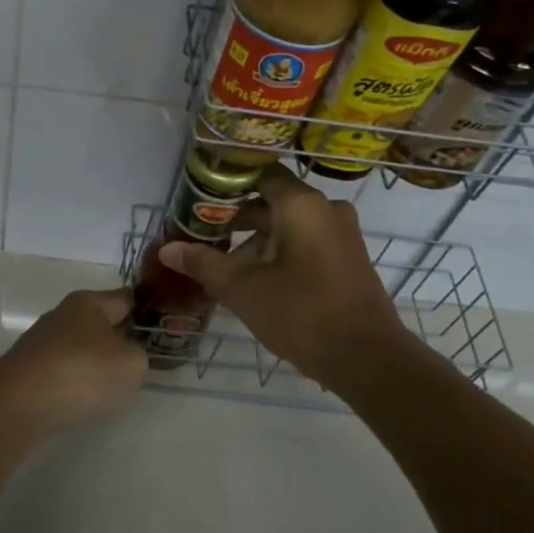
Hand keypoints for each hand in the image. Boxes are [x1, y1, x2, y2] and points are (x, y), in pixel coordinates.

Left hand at [0, 288, 148, 433]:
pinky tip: (84, 400)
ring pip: (82, 348)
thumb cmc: (82, 372)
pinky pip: (64, 371)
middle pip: (102, 323)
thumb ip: (140, 355)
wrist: (19, 404)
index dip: (147, 311)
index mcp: (89, 302)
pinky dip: (76, 382)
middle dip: (121, 339)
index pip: (126, 298)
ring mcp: (42, 342)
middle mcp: (63, 314)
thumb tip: (128, 355)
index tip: (164, 327)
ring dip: (98, 363)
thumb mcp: (131, 364)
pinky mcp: (28, 369)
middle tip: (144, 362)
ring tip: (115, 387)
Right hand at [158, 166, 417, 384]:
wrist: (367, 359)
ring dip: (255, 242)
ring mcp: (341, 234)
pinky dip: (279, 254)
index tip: (199, 200)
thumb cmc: (301, 313)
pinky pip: (306, 243)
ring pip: (288, 226)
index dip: (226, 185)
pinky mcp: (347, 259)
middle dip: (236, 220)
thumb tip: (166, 250)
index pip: (259, 174)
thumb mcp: (242, 289)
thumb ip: (203, 263)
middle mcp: (325, 209)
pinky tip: (255, 282)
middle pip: (271, 201)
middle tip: (202, 236)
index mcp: (301, 204)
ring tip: (222, 268)